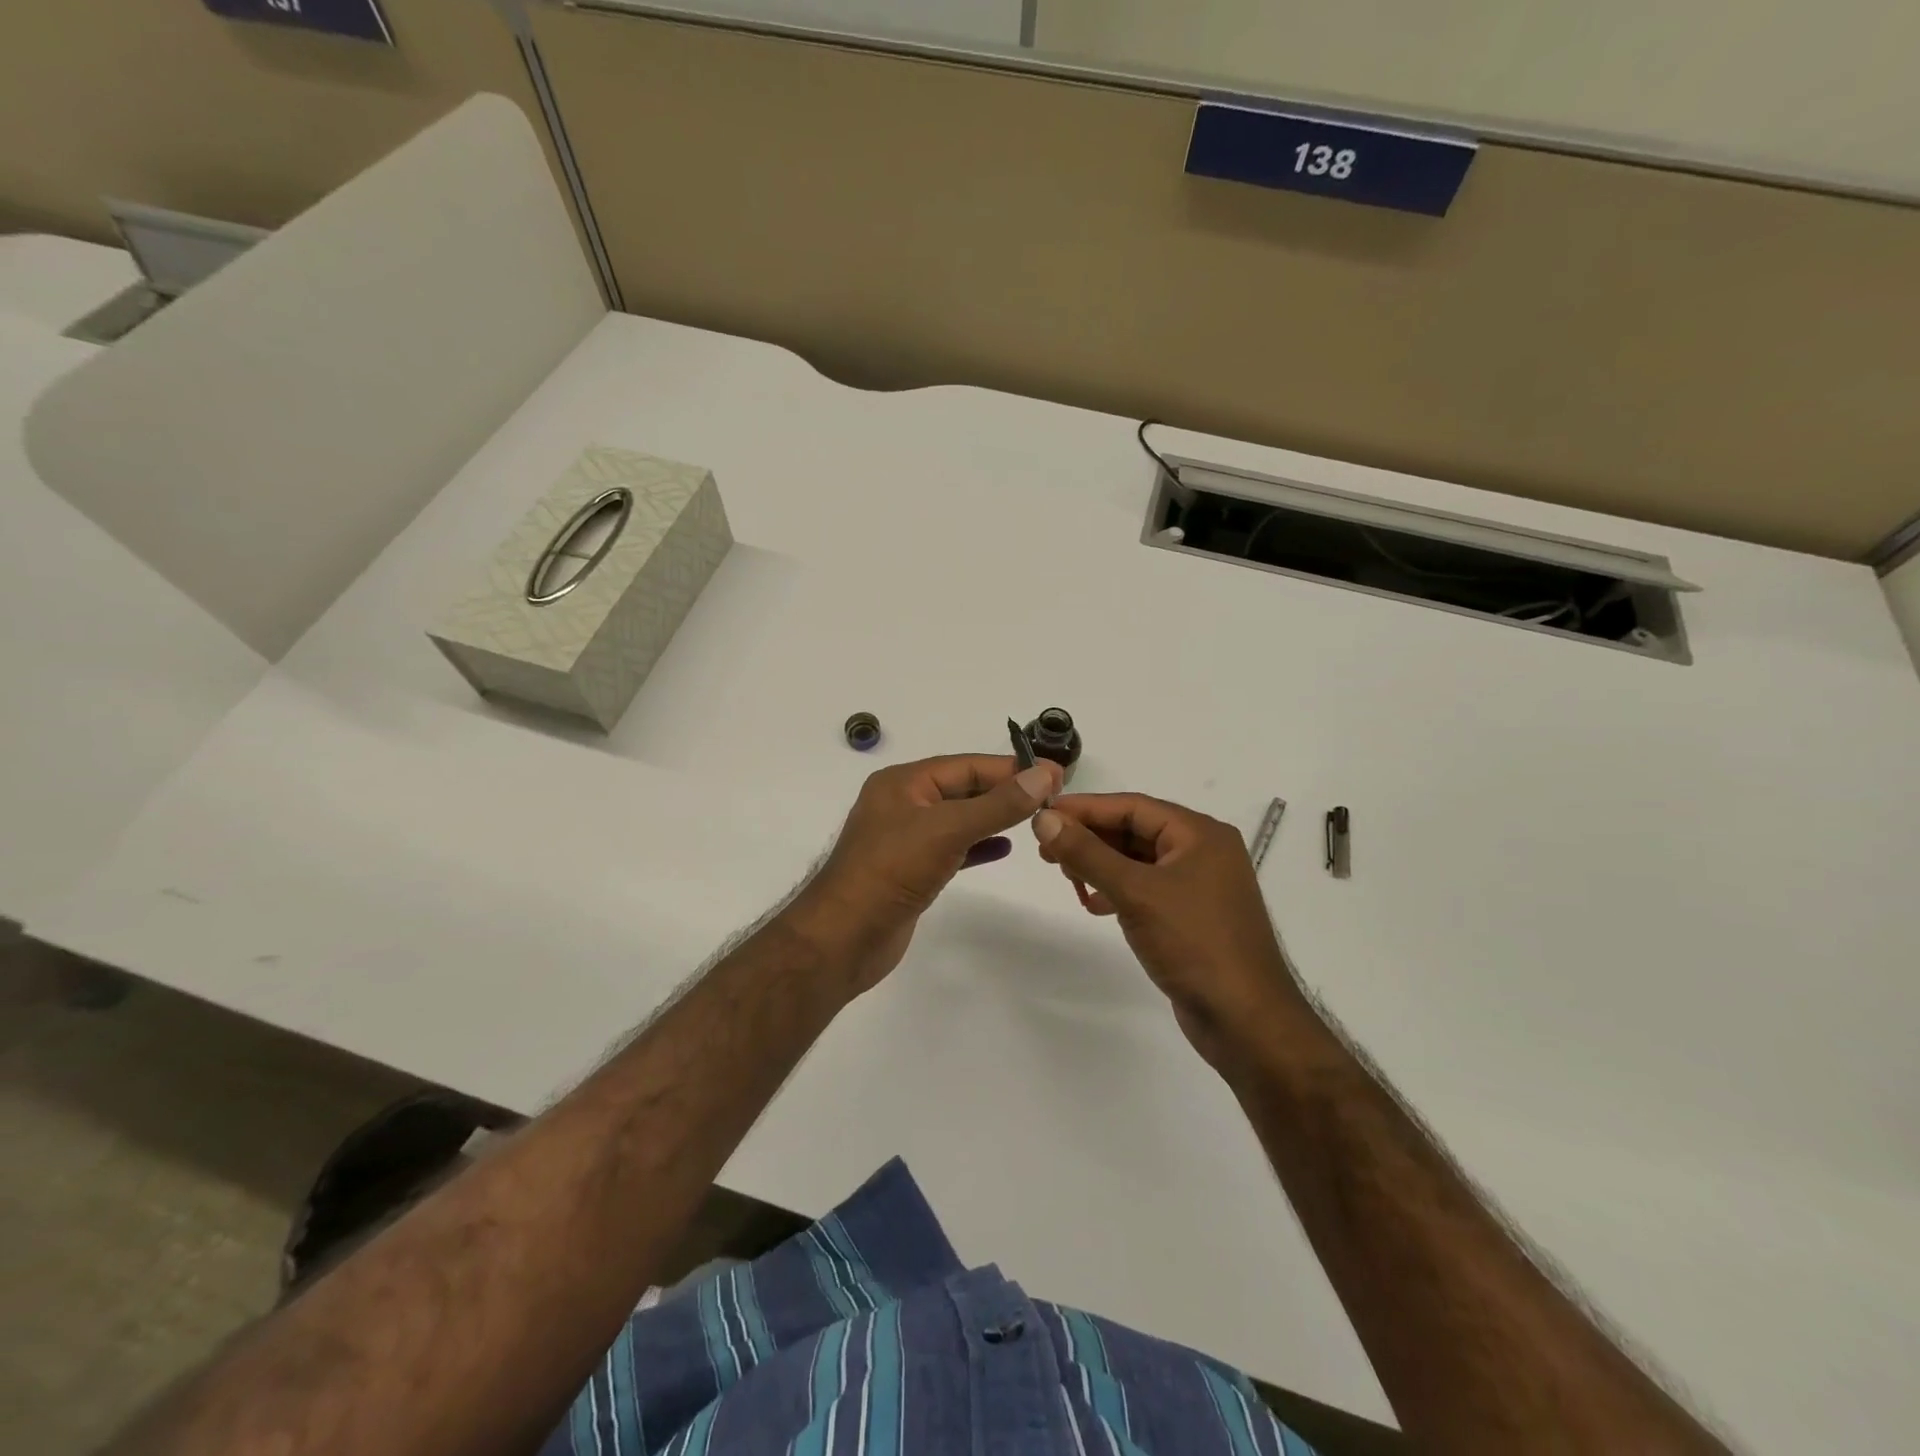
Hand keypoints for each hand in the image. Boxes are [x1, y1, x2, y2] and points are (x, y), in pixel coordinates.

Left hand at [785, 754, 1062, 996]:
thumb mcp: (947, 829)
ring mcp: (906, 838)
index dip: (1011, 768)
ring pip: (959, 819)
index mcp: (903, 782)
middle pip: (963, 789)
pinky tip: (1005, 848)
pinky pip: (952, 847)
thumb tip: (1044, 775)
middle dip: (1005, 791)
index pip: (966, 765)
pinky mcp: (911, 870)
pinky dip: (978, 845)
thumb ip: (998, 804)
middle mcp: (903, 803)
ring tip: (1037, 819)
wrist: (844, 938)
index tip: (1056, 773)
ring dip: (995, 817)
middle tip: (1053, 796)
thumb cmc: (892, 871)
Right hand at [1032, 794, 1305, 1068]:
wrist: (1245, 1019)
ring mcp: (1200, 885)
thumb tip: (1044, 819)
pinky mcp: (1192, 915)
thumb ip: (1087, 853)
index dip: (1085, 808)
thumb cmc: (1194, 943)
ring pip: (1139, 861)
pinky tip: (1094, 904)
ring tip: (1066, 876)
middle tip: (1046, 850)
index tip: (1043, 815)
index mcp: (1200, 834)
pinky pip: (1147, 888)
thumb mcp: (1135, 892)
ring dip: (1101, 865)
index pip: (1132, 806)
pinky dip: (1118, 890)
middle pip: (1135, 830)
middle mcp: (1203, 851)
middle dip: (1090, 838)